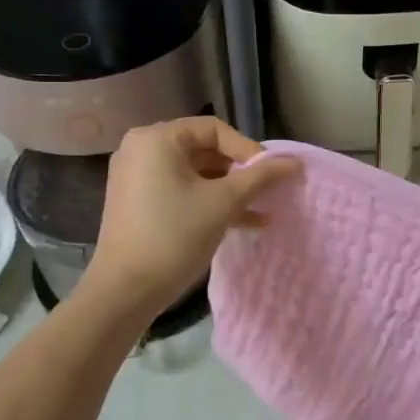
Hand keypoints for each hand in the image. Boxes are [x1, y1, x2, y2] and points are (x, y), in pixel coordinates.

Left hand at [80, 117, 299, 314]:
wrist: (125, 290)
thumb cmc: (175, 235)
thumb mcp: (224, 202)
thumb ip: (260, 177)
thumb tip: (294, 162)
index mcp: (157, 139)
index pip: (214, 129)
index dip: (247, 149)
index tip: (271, 174)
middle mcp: (142, 150)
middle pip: (204, 150)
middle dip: (240, 172)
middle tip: (267, 191)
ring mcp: (137, 177)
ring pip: (195, 174)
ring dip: (229, 190)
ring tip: (262, 209)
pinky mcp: (138, 203)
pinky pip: (181, 191)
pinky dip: (208, 202)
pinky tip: (243, 222)